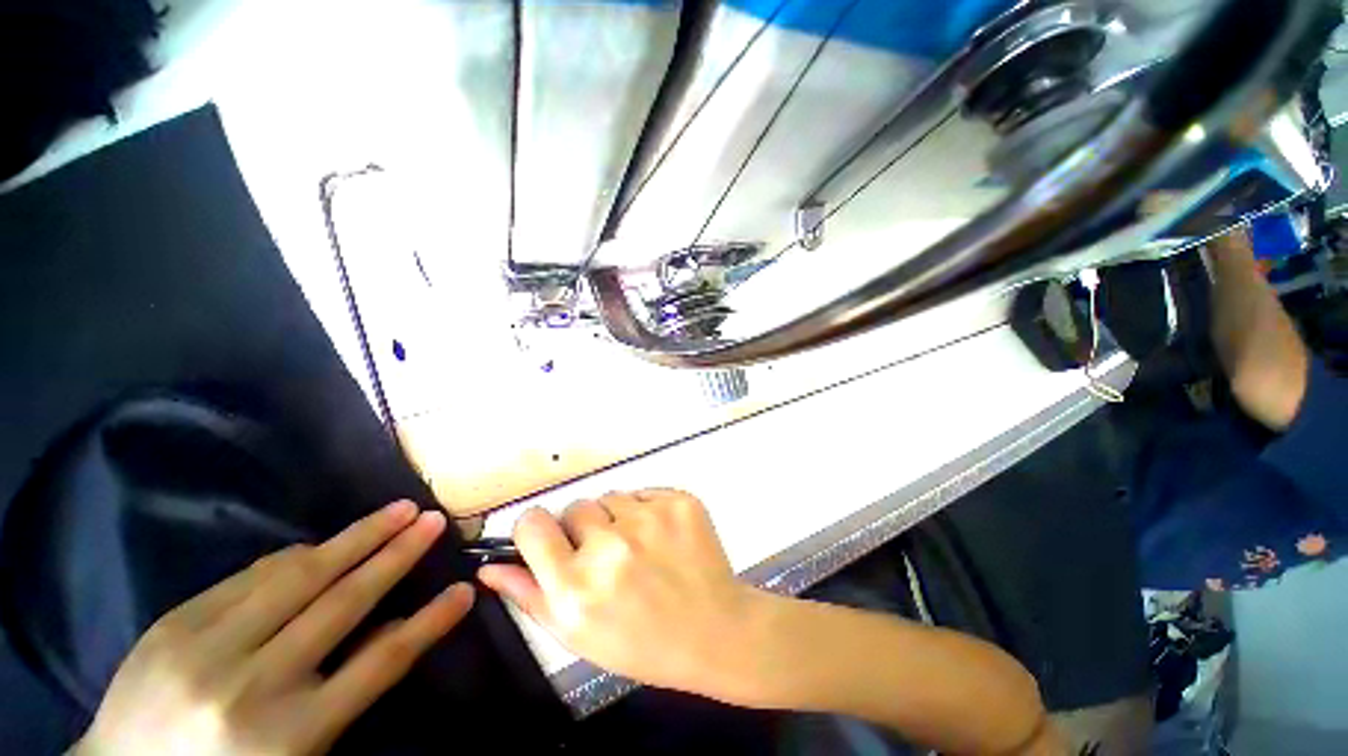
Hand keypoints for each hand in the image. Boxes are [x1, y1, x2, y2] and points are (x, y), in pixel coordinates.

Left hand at [75, 501, 473, 755]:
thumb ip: (345, 693)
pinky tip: (321, 544)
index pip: (382, 663)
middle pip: (343, 604)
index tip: (464, 590)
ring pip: (299, 578)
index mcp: (291, 732)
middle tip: (433, 520)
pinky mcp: (175, 624)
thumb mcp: (296, 754)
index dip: (429, 623)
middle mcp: (254, 684)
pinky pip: (250, 577)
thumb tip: (390, 628)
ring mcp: (208, 648)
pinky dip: (294, 557)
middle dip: (397, 555)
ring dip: (355, 539)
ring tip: (394, 512)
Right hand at [478, 490, 762, 699]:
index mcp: (576, 586)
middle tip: (608, 556)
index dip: (537, 529)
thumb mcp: (579, 635)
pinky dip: (647, 510)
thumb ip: (530, 596)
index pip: (532, 524)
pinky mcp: (677, 501)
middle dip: (584, 528)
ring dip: (618, 518)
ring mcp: (648, 518)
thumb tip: (491, 566)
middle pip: (575, 507)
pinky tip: (663, 539)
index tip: (550, 539)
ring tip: (640, 549)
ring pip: (611, 497)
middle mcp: (609, 546)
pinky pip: (644, 493)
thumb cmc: (642, 643)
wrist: (716, 630)